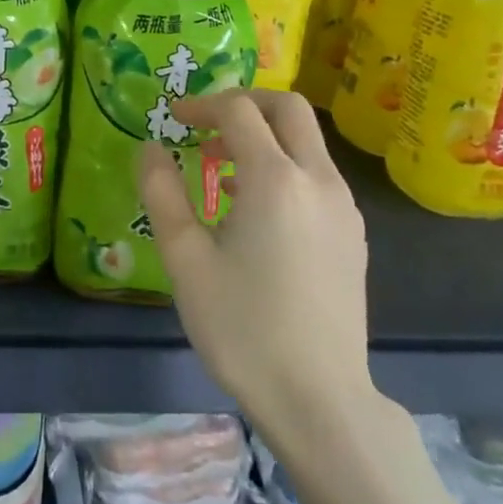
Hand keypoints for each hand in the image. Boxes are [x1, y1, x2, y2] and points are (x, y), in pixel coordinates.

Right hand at [137, 89, 373, 429]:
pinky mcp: (354, 234)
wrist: (319, 399)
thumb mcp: (185, 260)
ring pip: (308, 141)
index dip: (202, 105)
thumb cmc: (242, 328)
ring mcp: (344, 207)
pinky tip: (253, 208)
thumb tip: (148, 147)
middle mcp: (319, 180)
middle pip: (289, 109)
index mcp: (275, 180)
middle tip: (205, 124)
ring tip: (219, 169)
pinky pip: (318, 174)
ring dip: (264, 136)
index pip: (239, 112)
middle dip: (244, 103)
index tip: (172, 118)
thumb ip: (162, 193)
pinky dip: (284, 165)